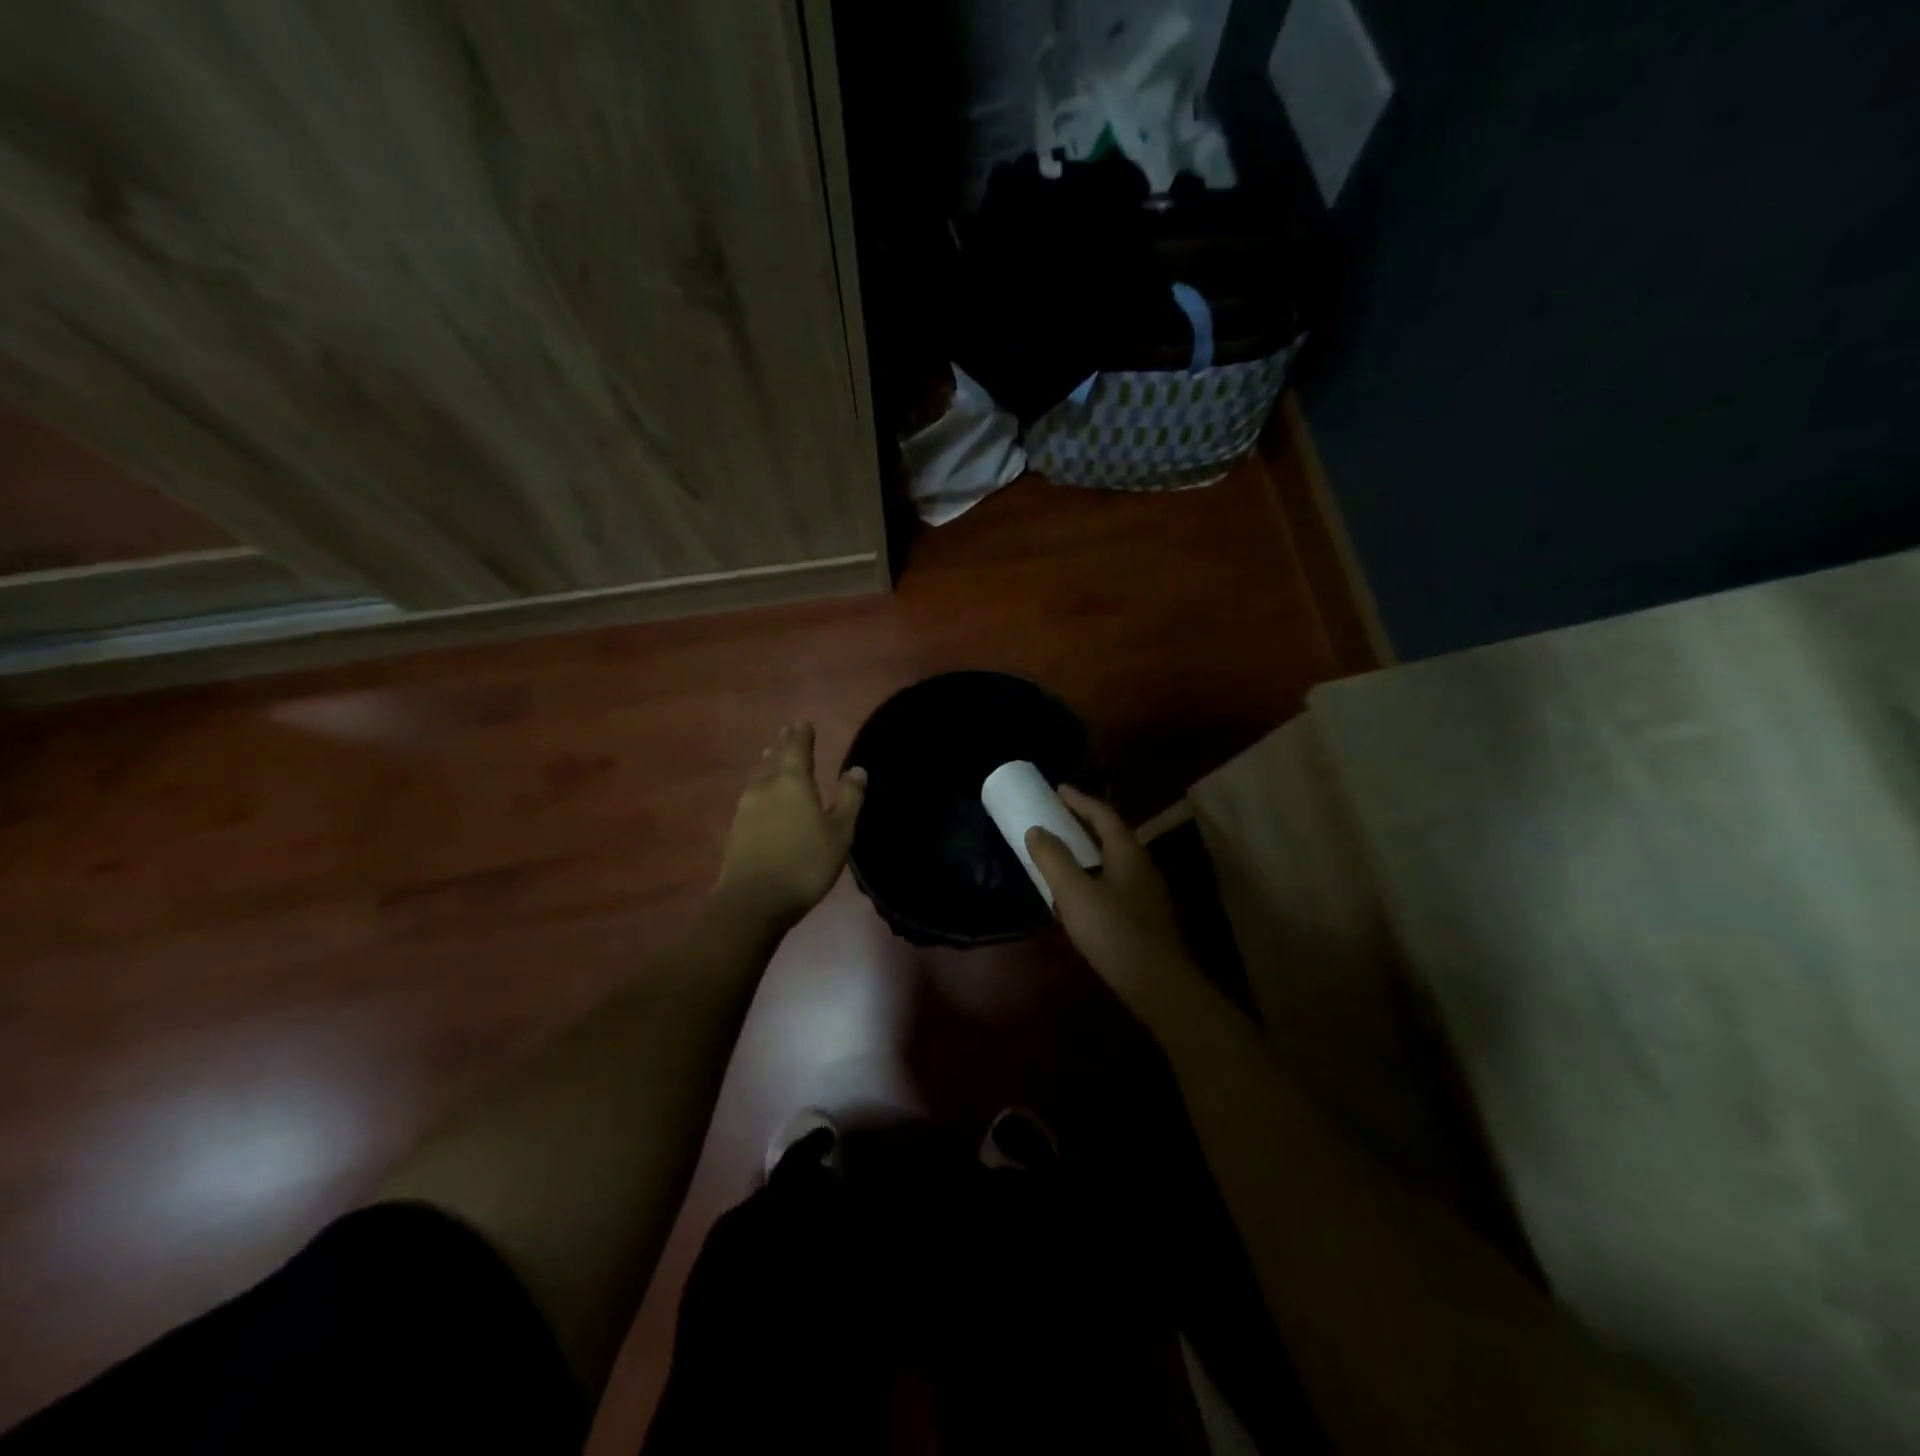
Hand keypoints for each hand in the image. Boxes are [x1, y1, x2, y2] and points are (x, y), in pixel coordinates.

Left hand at [713, 723, 866, 928]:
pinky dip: (761, 789)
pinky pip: (752, 798)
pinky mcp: (736, 830)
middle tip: (787, 734)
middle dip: (783, 747)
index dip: (801, 735)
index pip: (797, 748)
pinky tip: (763, 798)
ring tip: (771, 758)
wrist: (752, 901)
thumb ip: (849, 798)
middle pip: (774, 759)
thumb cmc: (804, 863)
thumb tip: (857, 769)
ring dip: (768, 766)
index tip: (802, 722)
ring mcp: (746, 808)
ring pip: (759, 778)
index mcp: (792, 781)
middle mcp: (765, 787)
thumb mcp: (839, 832)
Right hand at [1026, 787, 1201, 1019]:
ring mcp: (1146, 892)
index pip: (1102, 814)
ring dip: (1088, 850)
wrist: (1160, 986)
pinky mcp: (1144, 916)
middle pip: (1111, 834)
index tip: (1058, 789)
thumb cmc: (1115, 933)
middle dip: (1083, 822)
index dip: (1079, 799)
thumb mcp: (1075, 893)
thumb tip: (1037, 829)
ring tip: (1062, 849)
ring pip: (1113, 860)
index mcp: (1128, 852)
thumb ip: (1054, 859)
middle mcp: (1141, 865)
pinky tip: (1078, 893)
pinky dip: (1093, 874)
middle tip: (1056, 815)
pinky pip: (1114, 882)